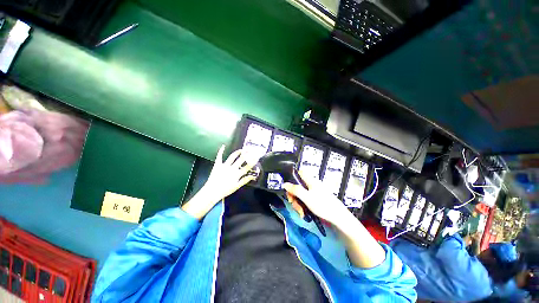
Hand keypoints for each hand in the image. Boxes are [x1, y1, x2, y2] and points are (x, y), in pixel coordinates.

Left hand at [182, 146, 257, 218]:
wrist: (212, 191)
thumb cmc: (225, 190)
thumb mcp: (237, 186)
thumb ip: (245, 180)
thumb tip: (253, 176)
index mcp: (237, 174)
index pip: (247, 166)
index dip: (253, 161)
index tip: (256, 157)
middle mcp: (232, 168)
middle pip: (241, 159)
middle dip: (247, 154)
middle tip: (250, 150)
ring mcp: (224, 165)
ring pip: (232, 156)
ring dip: (238, 152)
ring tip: (241, 150)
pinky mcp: (217, 165)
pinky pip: (219, 156)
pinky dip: (221, 151)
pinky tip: (223, 146)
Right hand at [282, 170, 350, 225]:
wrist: (337, 218)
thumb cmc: (322, 205)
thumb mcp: (306, 197)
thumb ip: (295, 190)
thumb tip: (284, 184)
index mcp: (310, 181)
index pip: (299, 173)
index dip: (292, 177)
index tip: (289, 187)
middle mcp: (311, 186)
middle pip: (297, 186)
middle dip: (293, 195)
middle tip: (292, 202)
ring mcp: (313, 194)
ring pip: (300, 195)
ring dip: (297, 204)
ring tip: (301, 213)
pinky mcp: (314, 201)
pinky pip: (305, 202)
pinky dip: (302, 207)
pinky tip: (304, 214)